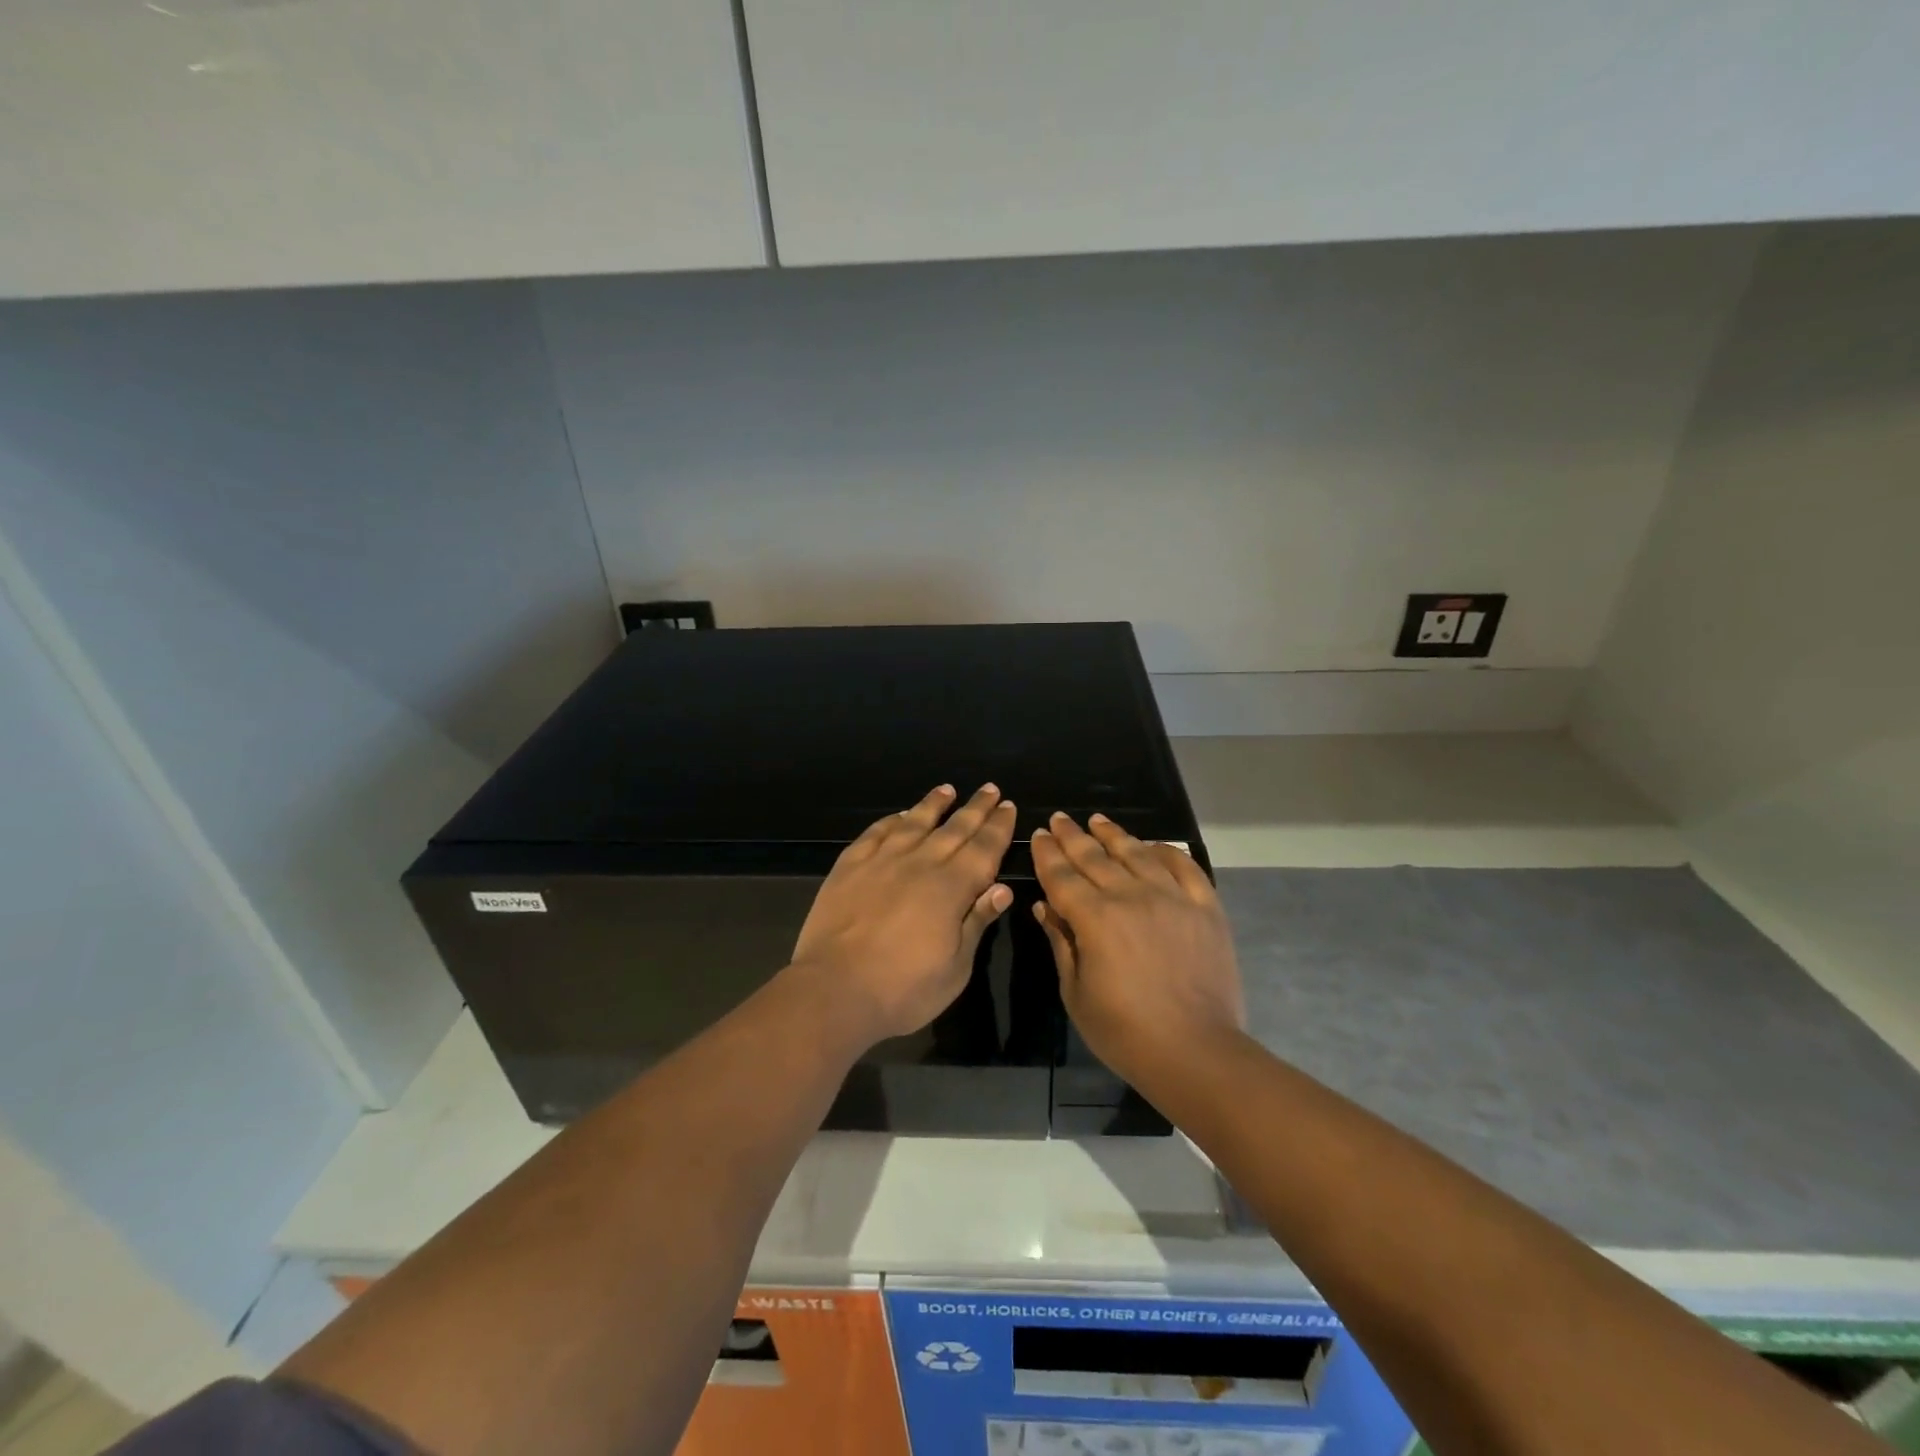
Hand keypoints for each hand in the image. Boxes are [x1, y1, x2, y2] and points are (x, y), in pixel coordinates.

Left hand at [790, 784, 1016, 1042]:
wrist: (834, 990)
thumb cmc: (903, 990)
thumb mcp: (956, 968)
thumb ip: (977, 922)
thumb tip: (1002, 888)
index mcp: (951, 888)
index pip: (984, 848)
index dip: (998, 827)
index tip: (1008, 805)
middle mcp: (920, 863)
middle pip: (954, 828)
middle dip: (975, 808)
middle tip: (989, 788)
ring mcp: (882, 860)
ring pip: (914, 822)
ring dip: (933, 804)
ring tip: (947, 789)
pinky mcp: (850, 866)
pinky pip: (876, 833)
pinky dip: (891, 820)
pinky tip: (900, 815)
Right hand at [1031, 812, 1245, 1086]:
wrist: (1197, 1052)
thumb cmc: (1125, 1032)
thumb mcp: (1076, 993)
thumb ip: (1060, 943)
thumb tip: (1044, 906)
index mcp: (1095, 918)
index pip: (1062, 875)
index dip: (1048, 854)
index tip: (1040, 835)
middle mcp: (1132, 896)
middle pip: (1095, 857)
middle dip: (1073, 836)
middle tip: (1060, 819)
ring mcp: (1173, 898)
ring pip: (1137, 853)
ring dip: (1114, 835)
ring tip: (1098, 821)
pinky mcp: (1205, 908)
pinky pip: (1185, 867)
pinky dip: (1166, 851)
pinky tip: (1153, 845)